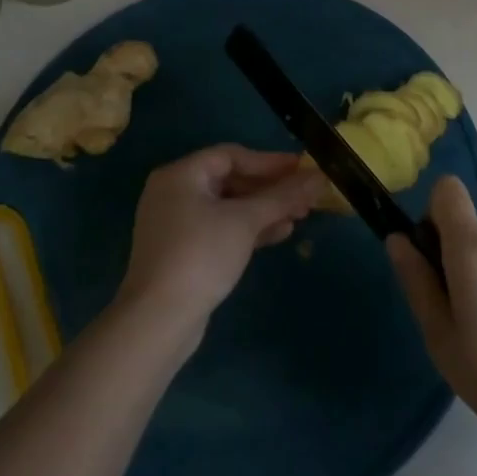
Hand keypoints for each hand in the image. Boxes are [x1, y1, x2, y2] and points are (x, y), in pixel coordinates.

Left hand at [118, 144, 322, 340]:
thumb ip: (282, 197)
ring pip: (228, 207)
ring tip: (300, 215)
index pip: (232, 156)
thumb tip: (318, 177)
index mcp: (181, 175)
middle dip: (270, 189)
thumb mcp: (245, 221)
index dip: (270, 161)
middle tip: (305, 195)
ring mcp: (176, 224)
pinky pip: (221, 229)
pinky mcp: (183, 252)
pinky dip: (248, 229)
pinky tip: (280, 233)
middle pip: (231, 181)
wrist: (158, 320)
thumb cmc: (201, 255)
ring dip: (264, 210)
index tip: (302, 168)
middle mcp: (175, 193)